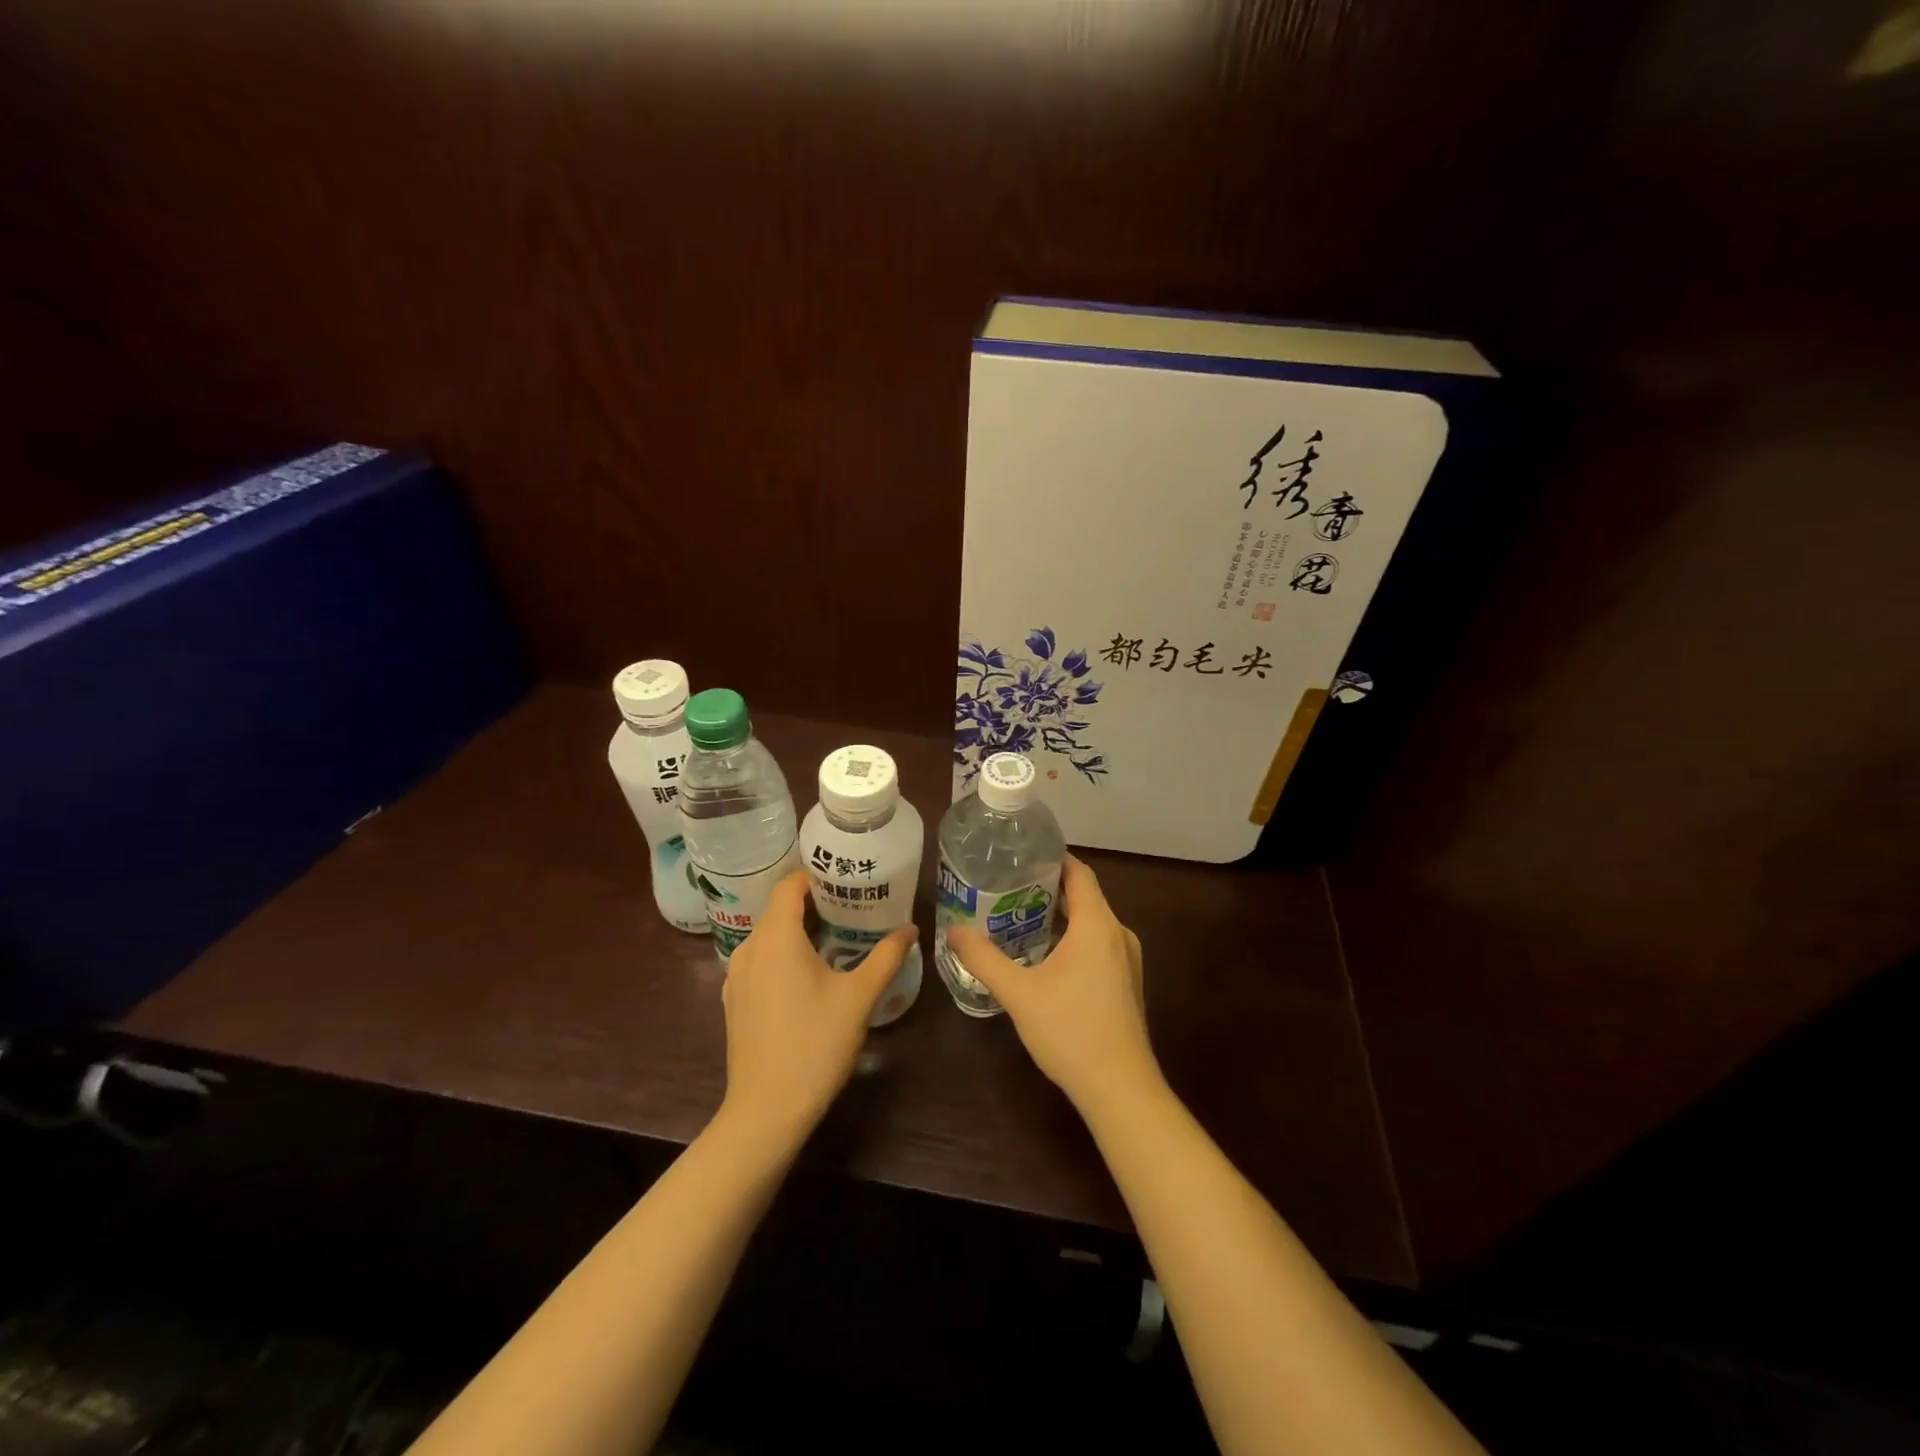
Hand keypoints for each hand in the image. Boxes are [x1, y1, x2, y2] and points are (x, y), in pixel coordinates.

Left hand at [718, 871, 915, 1147]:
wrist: (766, 1110)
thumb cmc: (815, 1044)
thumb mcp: (860, 997)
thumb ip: (886, 956)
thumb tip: (910, 929)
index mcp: (776, 937)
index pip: (789, 885)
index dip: (816, 877)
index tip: (847, 880)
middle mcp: (749, 948)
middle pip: (779, 910)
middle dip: (815, 904)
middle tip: (853, 907)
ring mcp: (737, 977)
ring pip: (769, 937)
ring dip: (799, 931)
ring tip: (838, 939)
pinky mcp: (735, 1002)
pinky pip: (760, 962)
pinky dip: (784, 956)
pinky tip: (810, 977)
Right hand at [945, 854, 1160, 1117]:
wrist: (1120, 1089)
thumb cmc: (1071, 1031)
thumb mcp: (1019, 993)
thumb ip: (984, 958)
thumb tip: (954, 931)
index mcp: (1098, 925)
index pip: (1079, 873)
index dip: (1052, 858)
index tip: (1020, 855)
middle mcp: (1118, 934)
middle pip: (1084, 896)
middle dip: (1047, 888)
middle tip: (1007, 886)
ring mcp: (1127, 961)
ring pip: (1091, 923)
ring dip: (1059, 917)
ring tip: (1018, 917)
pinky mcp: (1127, 983)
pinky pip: (1098, 945)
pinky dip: (1072, 939)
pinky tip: (1044, 957)